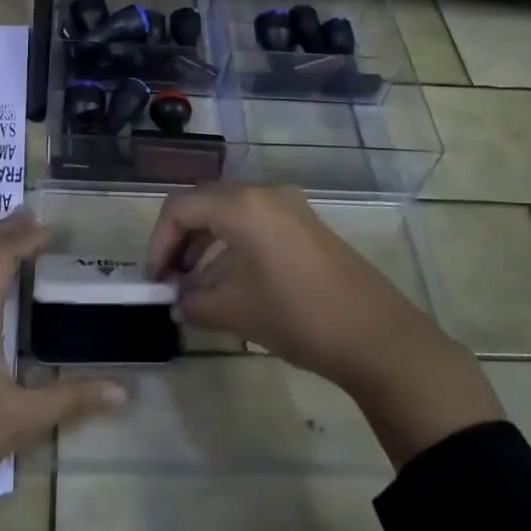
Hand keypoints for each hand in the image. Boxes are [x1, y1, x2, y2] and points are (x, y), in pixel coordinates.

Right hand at [144, 184, 501, 467]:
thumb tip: (177, 301)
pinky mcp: (306, 224)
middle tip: (170, 281)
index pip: (180, 208)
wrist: (377, 337)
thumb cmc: (297, 316)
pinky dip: (233, 246)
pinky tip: (229, 283)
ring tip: (196, 287)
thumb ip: (194, 302)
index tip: (154, 280)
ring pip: (230, 214)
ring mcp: (289, 206)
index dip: (158, 242)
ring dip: (206, 245)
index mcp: (242, 204)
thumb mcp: (235, 311)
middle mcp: (264, 193)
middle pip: (204, 204)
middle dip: (180, 241)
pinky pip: (255, 224)